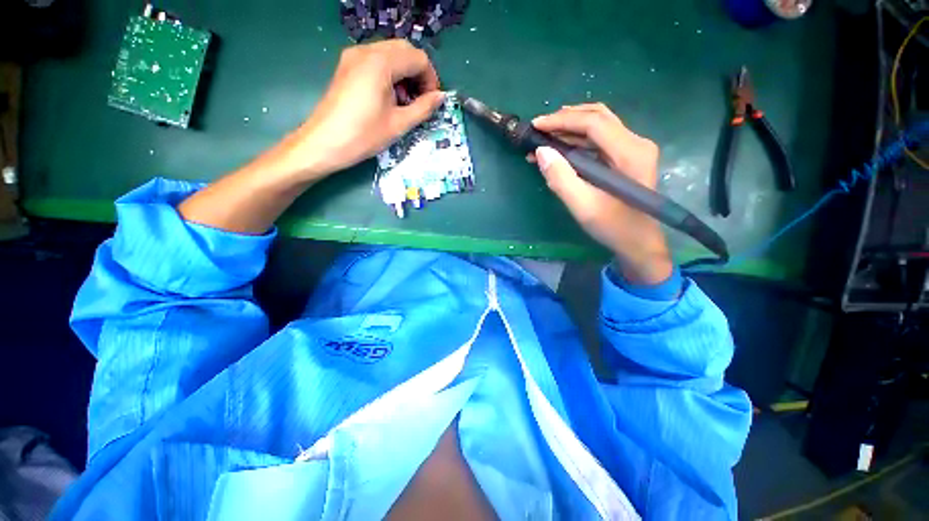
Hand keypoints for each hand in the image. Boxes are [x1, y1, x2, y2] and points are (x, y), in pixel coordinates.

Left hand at [289, 40, 444, 179]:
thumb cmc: (364, 136)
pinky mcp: (347, 65)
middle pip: (405, 50)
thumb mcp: (399, 124)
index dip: (430, 79)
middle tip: (421, 101)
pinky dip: (390, 73)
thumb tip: (441, 97)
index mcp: (381, 63)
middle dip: (418, 74)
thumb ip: (423, 108)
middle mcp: (367, 50)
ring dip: (405, 73)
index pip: (418, 58)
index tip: (431, 102)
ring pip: (391, 54)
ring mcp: (354, 56)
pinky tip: (389, 97)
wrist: (324, 143)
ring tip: (405, 102)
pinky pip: (376, 60)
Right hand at [531, 104, 672, 284]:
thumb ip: (561, 179)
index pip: (593, 123)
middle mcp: (635, 143)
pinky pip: (600, 140)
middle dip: (566, 119)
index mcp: (630, 153)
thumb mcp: (583, 206)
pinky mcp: (627, 158)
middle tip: (539, 128)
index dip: (562, 121)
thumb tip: (541, 151)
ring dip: (570, 129)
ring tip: (545, 137)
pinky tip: (560, 148)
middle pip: (598, 117)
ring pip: (599, 126)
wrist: (639, 243)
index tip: (536, 125)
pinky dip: (578, 140)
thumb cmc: (614, 227)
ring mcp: (633, 149)